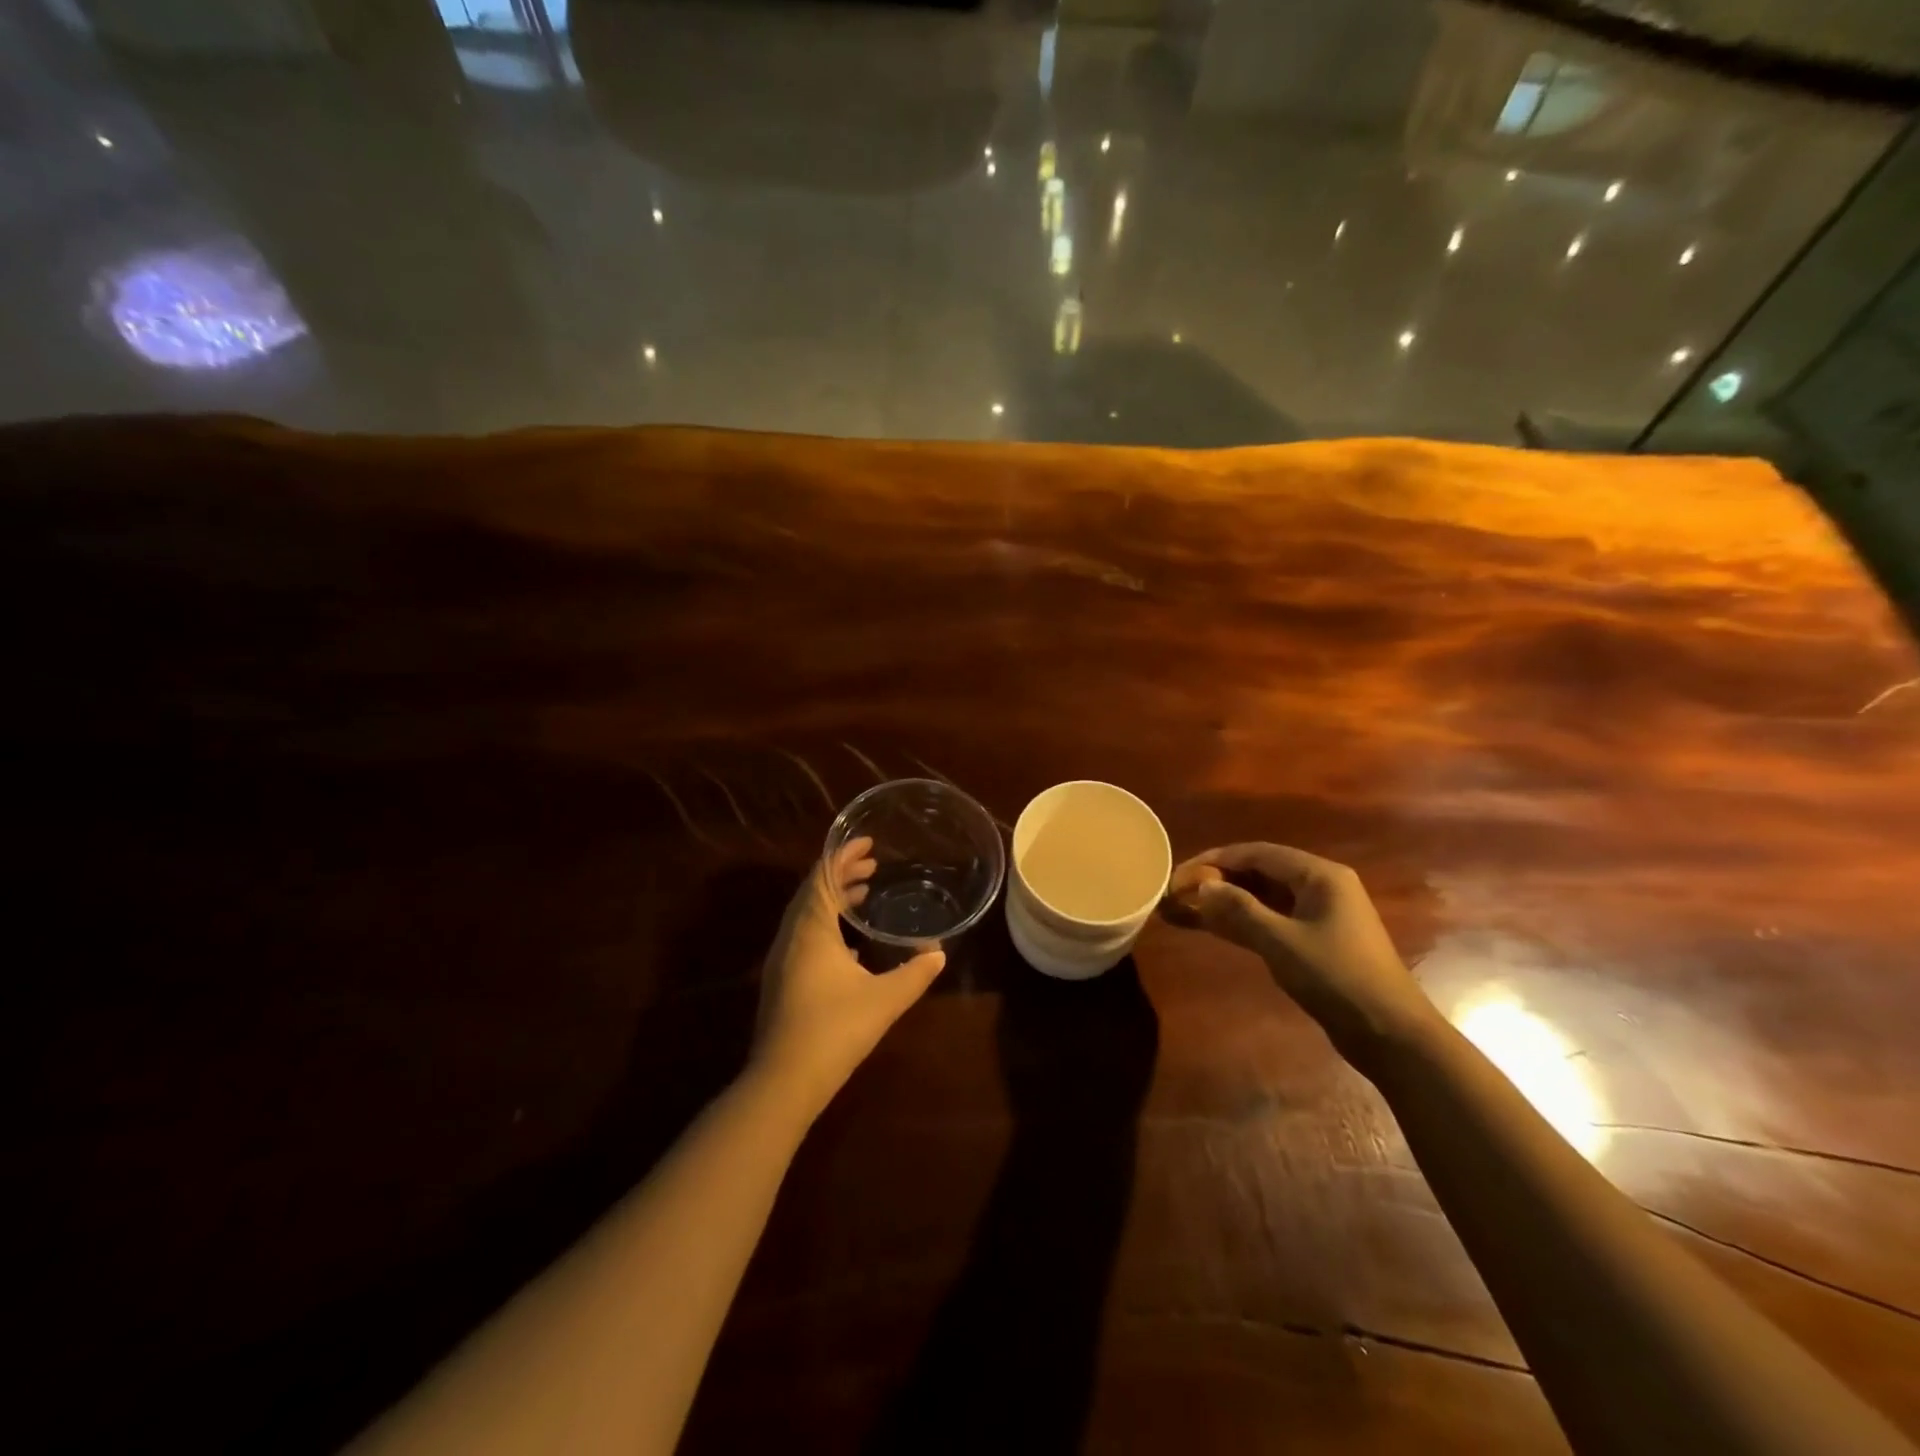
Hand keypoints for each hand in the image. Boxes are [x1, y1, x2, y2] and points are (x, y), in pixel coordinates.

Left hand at [748, 837, 947, 1117]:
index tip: (868, 842)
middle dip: (841, 873)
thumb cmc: (834, 1030)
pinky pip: (804, 935)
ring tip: (864, 894)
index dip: (844, 854)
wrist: (783, 1081)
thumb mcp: (884, 1000)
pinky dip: (827, 924)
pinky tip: (851, 945)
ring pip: (807, 914)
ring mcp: (783, 959)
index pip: (823, 876)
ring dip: (833, 899)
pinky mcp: (782, 980)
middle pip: (813, 890)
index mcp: (811, 929)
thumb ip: (915, 974)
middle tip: (872, 865)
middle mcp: (792, 936)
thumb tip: (939, 955)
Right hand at [1163, 843, 1437, 1064]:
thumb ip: (1240, 910)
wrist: (1392, 1035)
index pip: (1256, 853)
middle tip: (1176, 893)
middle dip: (1215, 881)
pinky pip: (1268, 921)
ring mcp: (1316, 915)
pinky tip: (1208, 926)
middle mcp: (1319, 886)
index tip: (1179, 874)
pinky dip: (1239, 922)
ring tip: (1182, 908)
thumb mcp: (1282, 942)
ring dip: (1223, 903)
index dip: (1214, 861)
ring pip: (1260, 898)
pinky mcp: (1313, 942)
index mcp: (1319, 875)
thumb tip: (1201, 886)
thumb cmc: (1338, 978)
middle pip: (1257, 872)